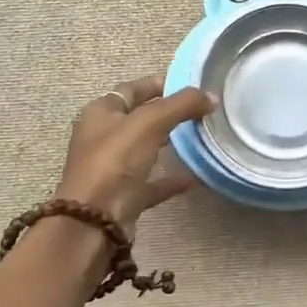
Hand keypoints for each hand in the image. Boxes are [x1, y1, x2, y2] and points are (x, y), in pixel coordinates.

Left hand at [55, 76, 213, 233]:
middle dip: (168, 113)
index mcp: (101, 113)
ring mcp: (114, 168)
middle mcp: (104, 137)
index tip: (190, 84)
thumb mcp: (149, 122)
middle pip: (140, 119)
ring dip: (170, 143)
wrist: (96, 222)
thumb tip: (211, 96)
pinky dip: (173, 179)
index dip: (159, 84)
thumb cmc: (115, 161)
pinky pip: (154, 182)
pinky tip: (197, 177)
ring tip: (201, 137)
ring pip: (146, 149)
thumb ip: (182, 105)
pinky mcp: (125, 195)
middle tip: (201, 110)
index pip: (131, 89)